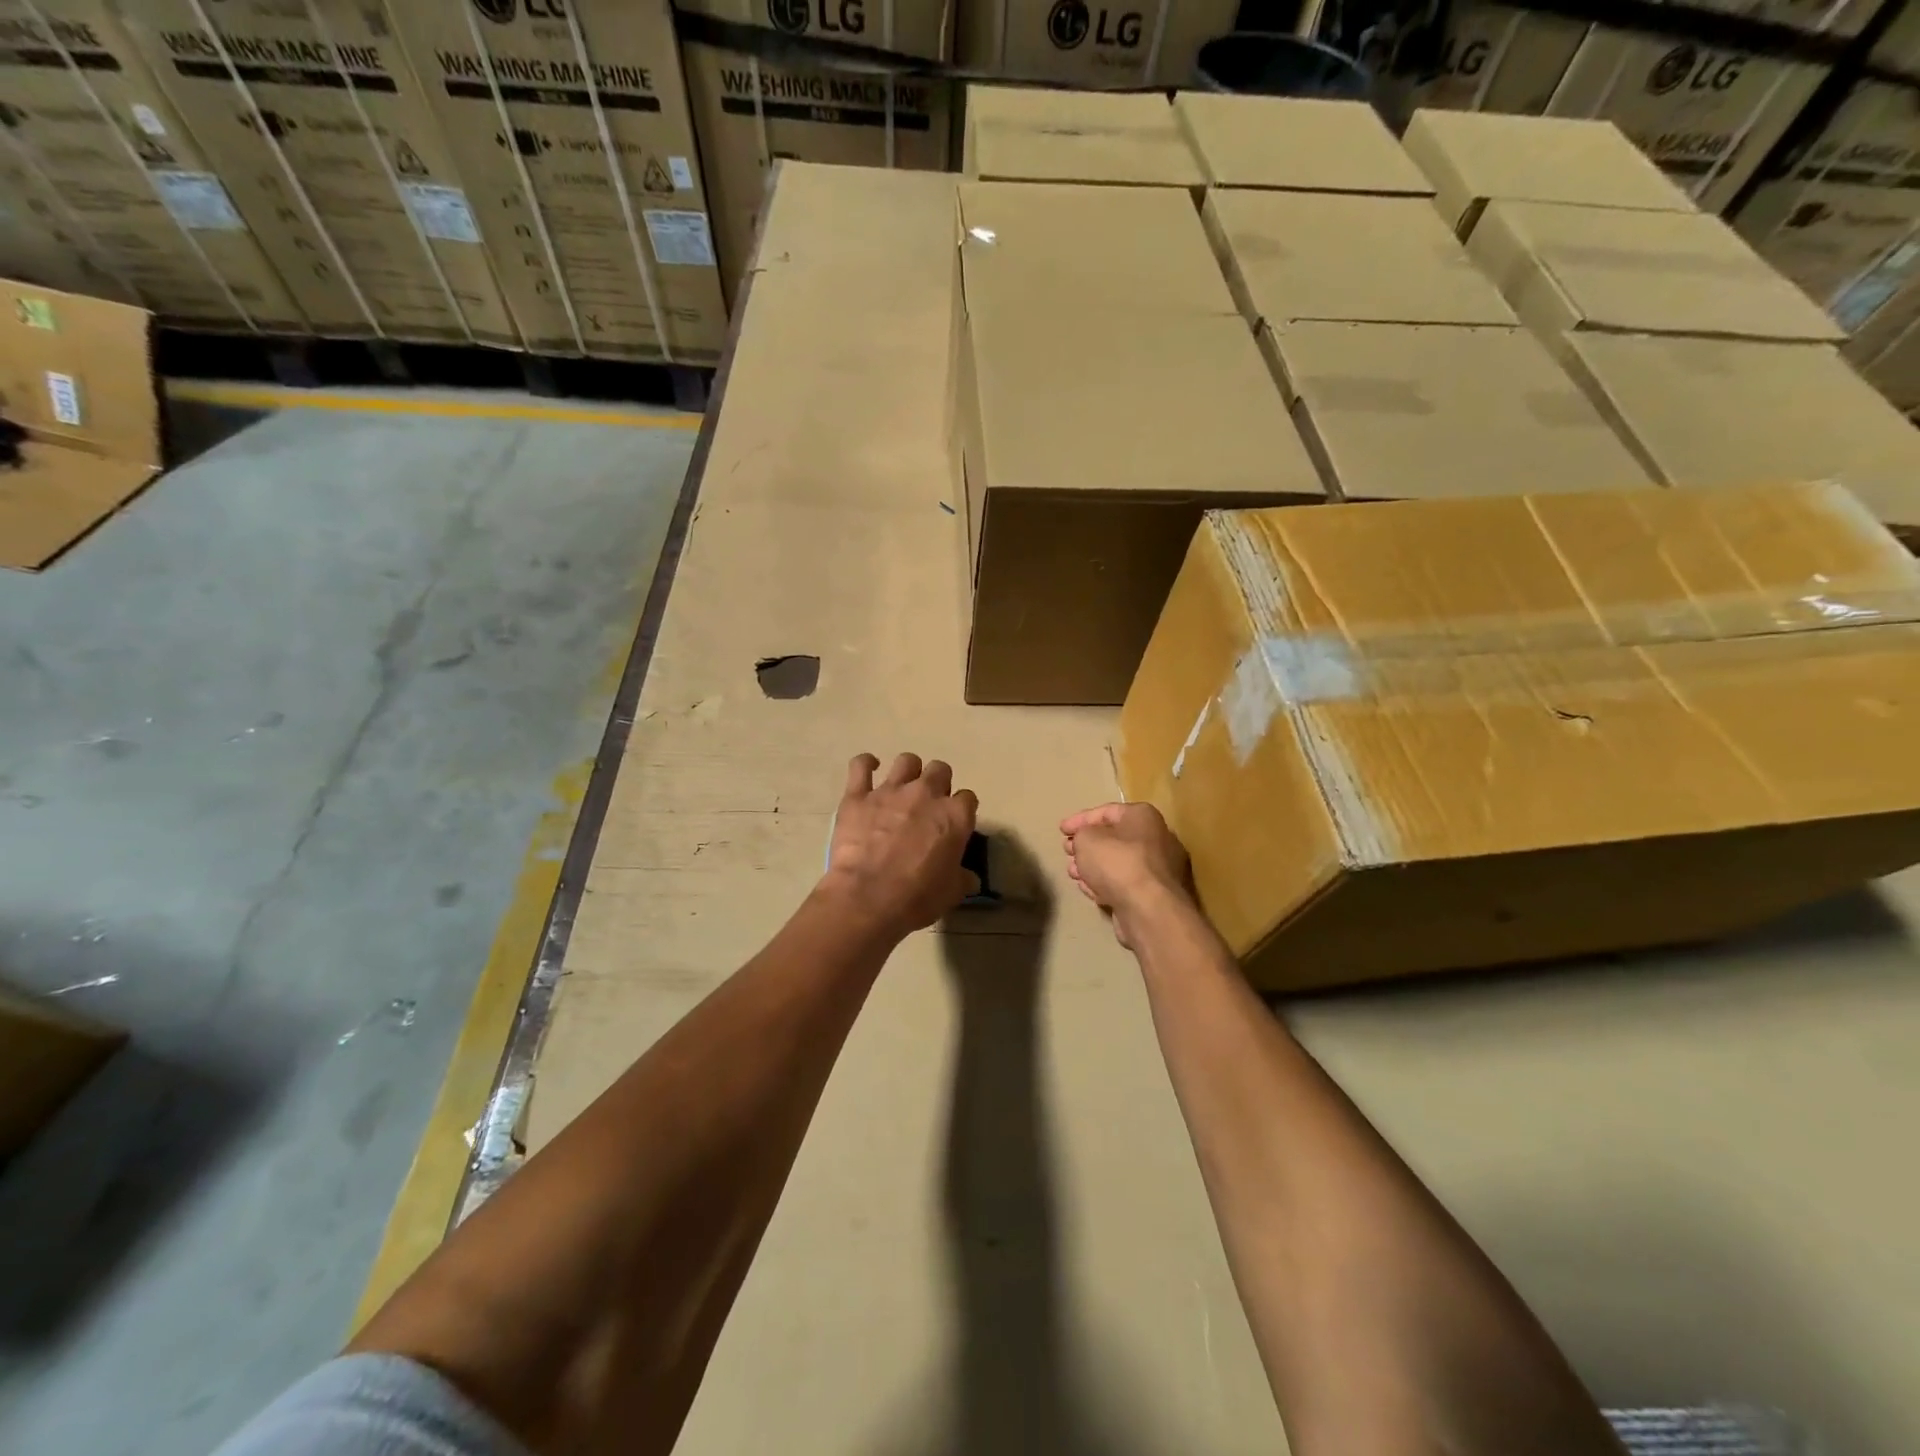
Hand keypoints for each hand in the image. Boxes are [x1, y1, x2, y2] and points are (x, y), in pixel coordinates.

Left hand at [823, 753, 978, 938]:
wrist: (868, 899)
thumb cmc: (917, 898)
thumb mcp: (951, 893)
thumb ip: (962, 878)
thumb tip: (970, 878)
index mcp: (954, 816)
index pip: (968, 799)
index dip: (961, 809)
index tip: (955, 823)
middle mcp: (926, 794)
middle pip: (940, 771)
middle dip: (938, 783)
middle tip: (929, 804)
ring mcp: (890, 791)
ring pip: (906, 762)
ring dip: (908, 772)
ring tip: (903, 787)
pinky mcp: (858, 796)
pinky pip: (860, 766)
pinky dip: (865, 764)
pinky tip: (869, 769)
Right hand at [1060, 803, 1192, 946]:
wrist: (1148, 909)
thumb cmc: (1117, 863)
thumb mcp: (1086, 839)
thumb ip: (1080, 834)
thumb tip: (1084, 841)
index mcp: (1143, 816)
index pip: (1106, 811)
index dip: (1080, 820)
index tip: (1061, 830)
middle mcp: (1156, 838)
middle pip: (1113, 838)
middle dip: (1086, 845)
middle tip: (1067, 851)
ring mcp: (1158, 869)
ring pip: (1118, 863)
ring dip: (1092, 866)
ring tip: (1072, 873)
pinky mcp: (1154, 894)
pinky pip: (1125, 883)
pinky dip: (1105, 883)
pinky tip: (1089, 889)